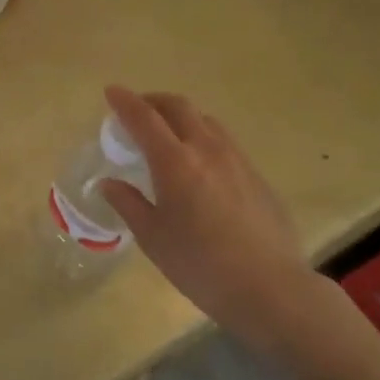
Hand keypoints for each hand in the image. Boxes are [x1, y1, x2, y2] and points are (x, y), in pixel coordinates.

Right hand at [100, 86, 336, 353]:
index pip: (144, 118)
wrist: (270, 288)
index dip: (124, 101)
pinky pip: (224, 141)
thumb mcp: (153, 238)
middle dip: (153, 101)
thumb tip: (109, 183)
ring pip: (205, 120)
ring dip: (181, 116)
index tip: (110, 91)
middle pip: (178, 107)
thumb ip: (128, 204)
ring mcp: (237, 159)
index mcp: (175, 162)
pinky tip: (199, 164)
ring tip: (167, 134)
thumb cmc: (200, 266)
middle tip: (137, 111)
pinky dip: (202, 137)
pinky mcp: (257, 175)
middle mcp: (207, 149)